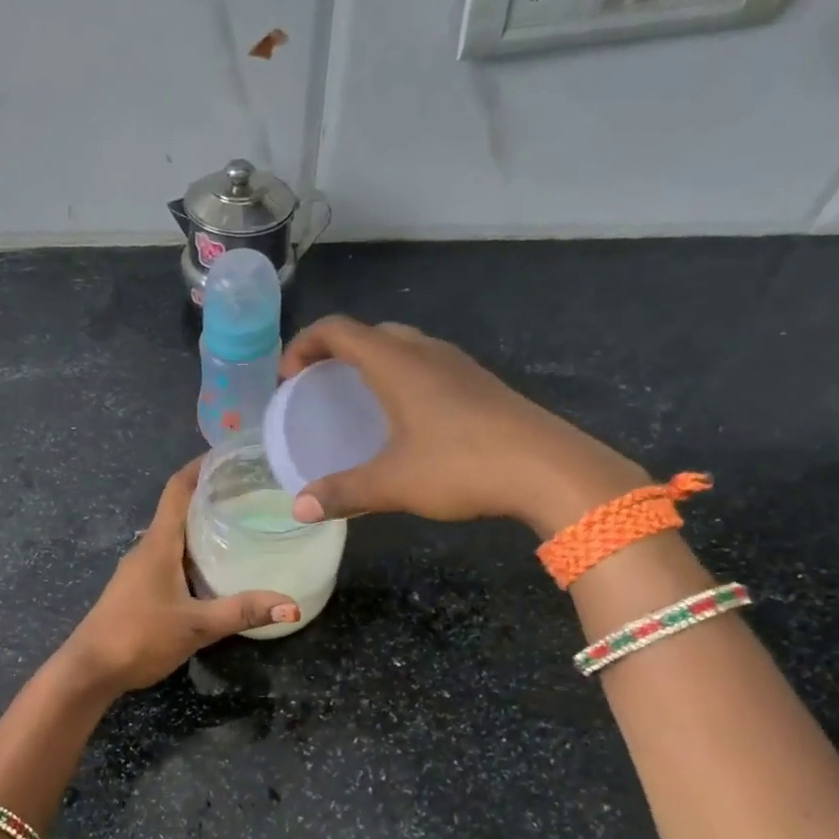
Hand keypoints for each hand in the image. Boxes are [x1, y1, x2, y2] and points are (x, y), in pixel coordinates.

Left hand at [58, 459, 299, 695]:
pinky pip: (172, 557)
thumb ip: (242, 612)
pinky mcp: (140, 588)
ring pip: (176, 535)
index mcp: (158, 544)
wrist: (89, 670)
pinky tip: (217, 566)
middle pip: (179, 508)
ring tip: (242, 522)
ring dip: (203, 524)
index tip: (230, 454)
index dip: (201, 466)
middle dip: (211, 494)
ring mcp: (141, 569)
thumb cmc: (138, 636)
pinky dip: (195, 551)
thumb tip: (290, 604)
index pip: (178, 489)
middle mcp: (148, 548)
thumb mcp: (196, 626)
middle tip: (252, 490)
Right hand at [280, 316, 650, 535]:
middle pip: (371, 333)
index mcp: (397, 363)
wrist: (549, 469)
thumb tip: (299, 508)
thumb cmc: (462, 466)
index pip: (338, 330)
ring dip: (374, 362)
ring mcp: (459, 365)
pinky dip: (403, 377)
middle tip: (320, 386)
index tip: (289, 376)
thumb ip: (342, 492)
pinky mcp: (481, 384)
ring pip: (404, 346)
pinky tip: (408, 418)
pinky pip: (429, 365)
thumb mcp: (393, 483)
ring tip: (359, 399)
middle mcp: (426, 352)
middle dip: (337, 352)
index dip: (304, 345)